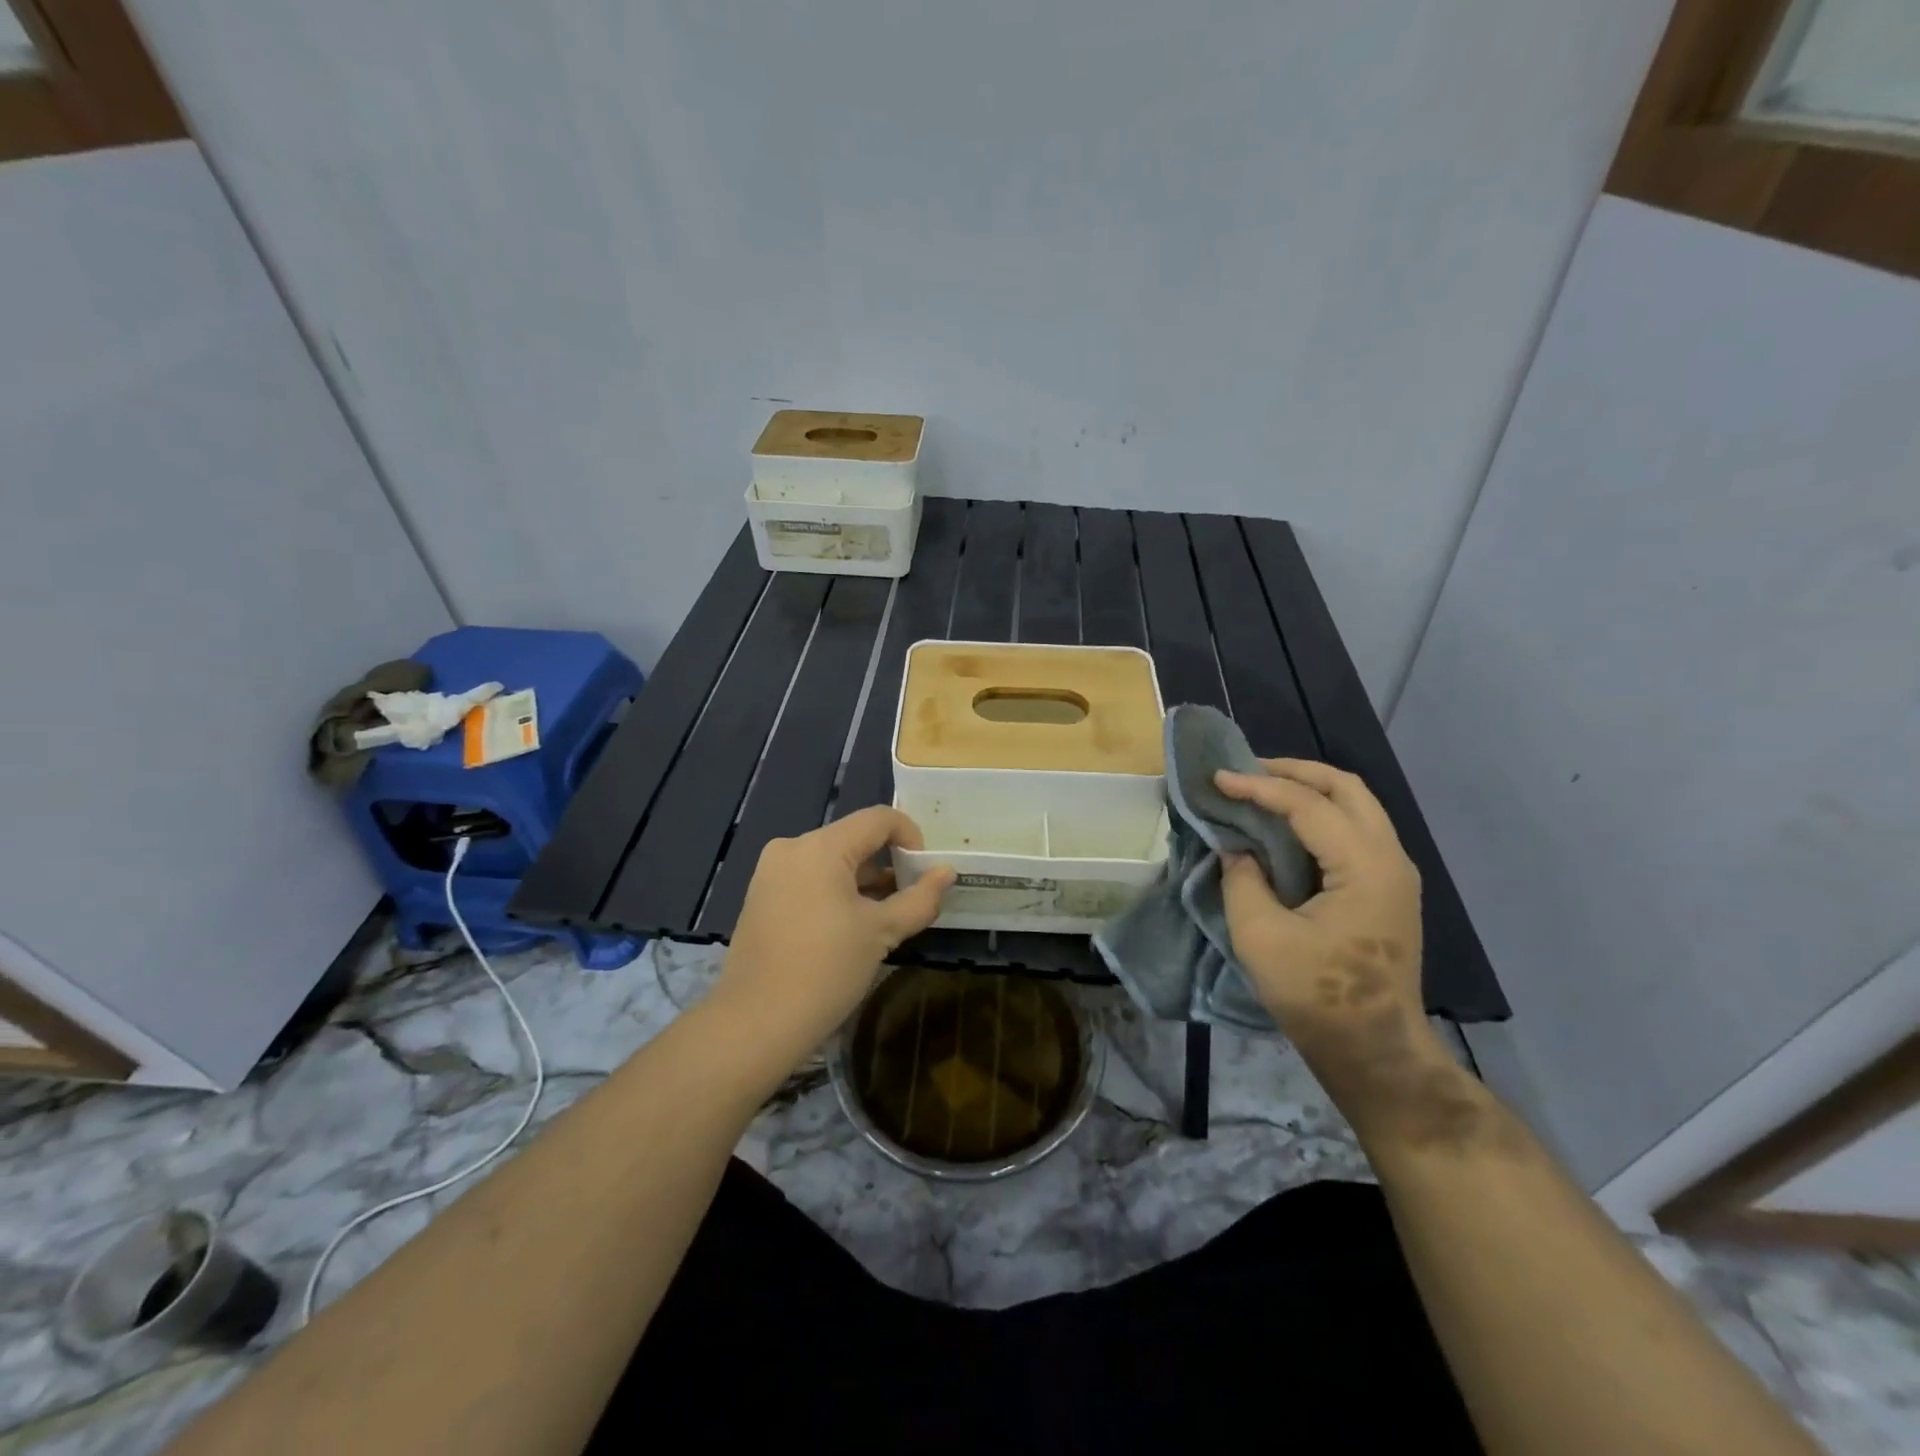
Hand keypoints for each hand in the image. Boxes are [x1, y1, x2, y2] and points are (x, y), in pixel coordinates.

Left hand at [708, 807, 953, 1076]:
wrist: (756, 1024)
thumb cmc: (826, 971)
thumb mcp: (882, 932)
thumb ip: (919, 898)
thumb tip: (947, 873)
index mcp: (820, 846)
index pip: (878, 819)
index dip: (911, 837)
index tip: (925, 873)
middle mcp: (791, 848)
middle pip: (854, 839)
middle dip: (888, 864)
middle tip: (911, 899)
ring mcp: (771, 873)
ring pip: (832, 861)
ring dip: (864, 881)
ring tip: (887, 918)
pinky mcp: (761, 897)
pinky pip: (810, 880)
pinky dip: (837, 893)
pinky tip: (851, 928)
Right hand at [1214, 759, 1445, 1106]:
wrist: (1374, 1052)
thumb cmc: (1318, 997)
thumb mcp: (1261, 937)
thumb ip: (1243, 880)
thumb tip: (1236, 850)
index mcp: (1364, 866)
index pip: (1308, 804)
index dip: (1258, 786)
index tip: (1217, 779)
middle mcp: (1390, 858)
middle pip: (1346, 788)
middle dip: (1295, 771)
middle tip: (1248, 770)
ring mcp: (1395, 874)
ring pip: (1357, 806)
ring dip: (1311, 790)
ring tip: (1263, 790)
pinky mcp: (1388, 890)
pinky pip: (1356, 831)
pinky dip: (1321, 815)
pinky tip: (1287, 826)